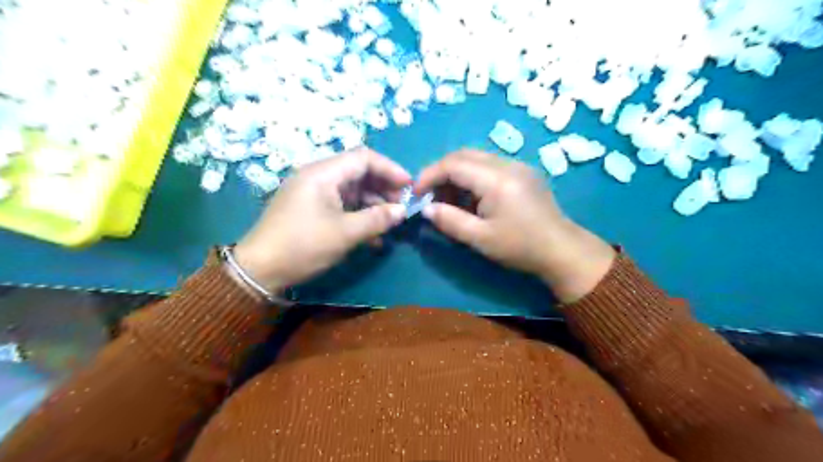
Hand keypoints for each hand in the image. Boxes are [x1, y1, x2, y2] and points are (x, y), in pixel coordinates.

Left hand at [232, 148, 409, 292]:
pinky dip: (359, 214)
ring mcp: (313, 192)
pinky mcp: (311, 208)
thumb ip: (377, 218)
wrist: (260, 270)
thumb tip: (402, 211)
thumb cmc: (303, 246)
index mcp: (323, 173)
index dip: (390, 169)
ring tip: (391, 221)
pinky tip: (373, 234)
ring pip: (352, 189)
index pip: (363, 158)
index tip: (409, 186)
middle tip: (401, 206)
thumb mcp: (345, 233)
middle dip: (383, 187)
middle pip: (358, 172)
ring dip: (373, 203)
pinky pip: (341, 204)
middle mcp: (317, 176)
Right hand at [416, 149, 613, 303]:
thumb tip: (426, 208)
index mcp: (496, 179)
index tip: (416, 193)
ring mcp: (518, 165)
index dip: (429, 175)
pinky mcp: (523, 172)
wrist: (562, 250)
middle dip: (441, 173)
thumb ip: (449, 220)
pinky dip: (473, 177)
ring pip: (477, 158)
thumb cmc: (520, 247)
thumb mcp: (480, 238)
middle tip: (431, 196)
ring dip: (457, 175)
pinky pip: (490, 166)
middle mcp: (507, 164)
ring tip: (449, 201)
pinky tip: (472, 199)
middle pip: (463, 155)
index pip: (453, 164)